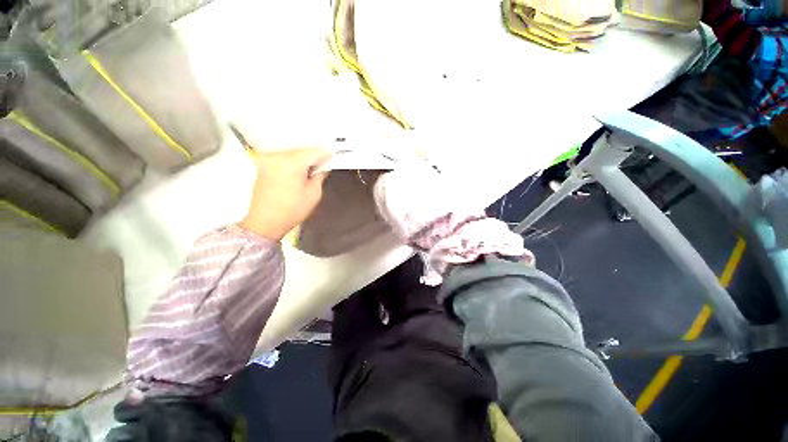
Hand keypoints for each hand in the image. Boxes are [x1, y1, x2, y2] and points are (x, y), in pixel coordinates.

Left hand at [240, 148, 331, 241]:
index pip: (313, 152)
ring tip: (312, 165)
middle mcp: (277, 157)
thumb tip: (323, 167)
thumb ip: (320, 176)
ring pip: (290, 152)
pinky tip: (299, 168)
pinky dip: (292, 160)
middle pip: (300, 150)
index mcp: (291, 163)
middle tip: (324, 160)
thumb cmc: (292, 210)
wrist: (265, 222)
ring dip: (302, 157)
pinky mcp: (262, 166)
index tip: (333, 154)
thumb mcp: (314, 194)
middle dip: (313, 154)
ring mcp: (267, 160)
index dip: (325, 153)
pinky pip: (281, 158)